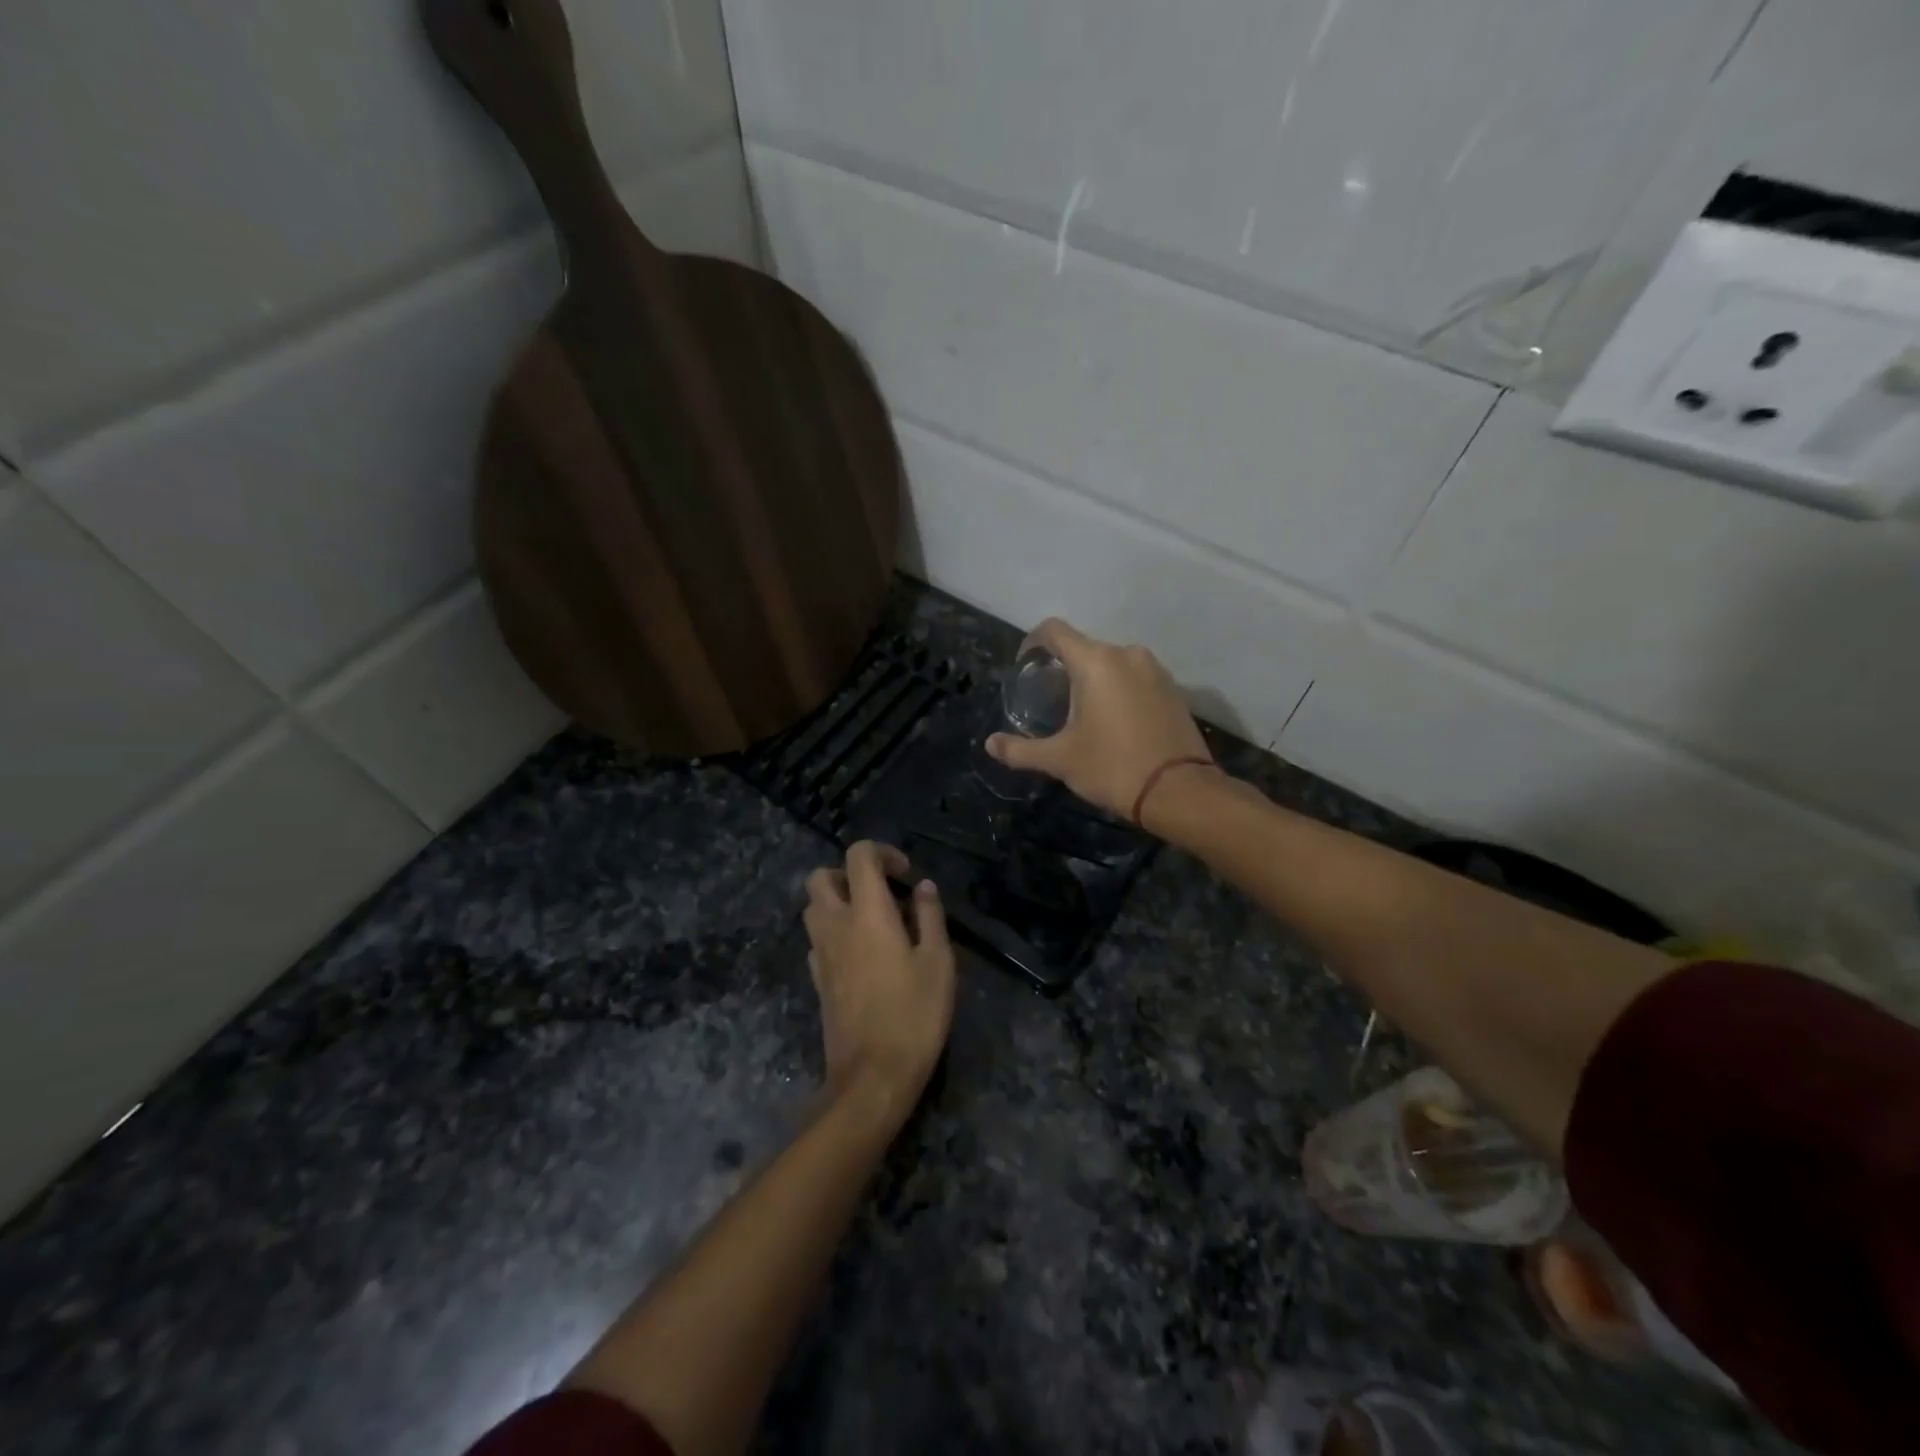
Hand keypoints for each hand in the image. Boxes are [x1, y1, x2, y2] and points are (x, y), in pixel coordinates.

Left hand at [803, 842, 955, 1114]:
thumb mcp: (938, 962)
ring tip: (873, 921)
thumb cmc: (914, 1015)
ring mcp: (820, 954)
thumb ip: (929, 916)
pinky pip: (817, 940)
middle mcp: (835, 925)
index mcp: (867, 912)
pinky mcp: (816, 980)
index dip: (882, 853)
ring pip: (813, 908)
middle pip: (820, 877)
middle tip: (881, 892)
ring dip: (837, 902)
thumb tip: (923, 887)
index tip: (905, 875)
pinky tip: (862, 955)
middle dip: (848, 873)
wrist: (872, 1076)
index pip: (858, 856)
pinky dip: (834, 933)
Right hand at [985, 619, 1213, 826]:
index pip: (1054, 631)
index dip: (1032, 643)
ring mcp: (1155, 669)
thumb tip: (990, 744)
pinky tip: (1113, 720)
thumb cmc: (1113, 768)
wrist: (1180, 791)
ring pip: (1111, 662)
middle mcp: (1126, 654)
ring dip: (1092, 678)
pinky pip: (1135, 677)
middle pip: (1083, 647)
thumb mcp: (1060, 760)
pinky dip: (1118, 689)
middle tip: (1049, 698)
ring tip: (1080, 711)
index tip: (1025, 667)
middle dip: (1063, 667)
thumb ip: (1020, 750)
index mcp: (1095, 662)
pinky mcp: (1173, 688)